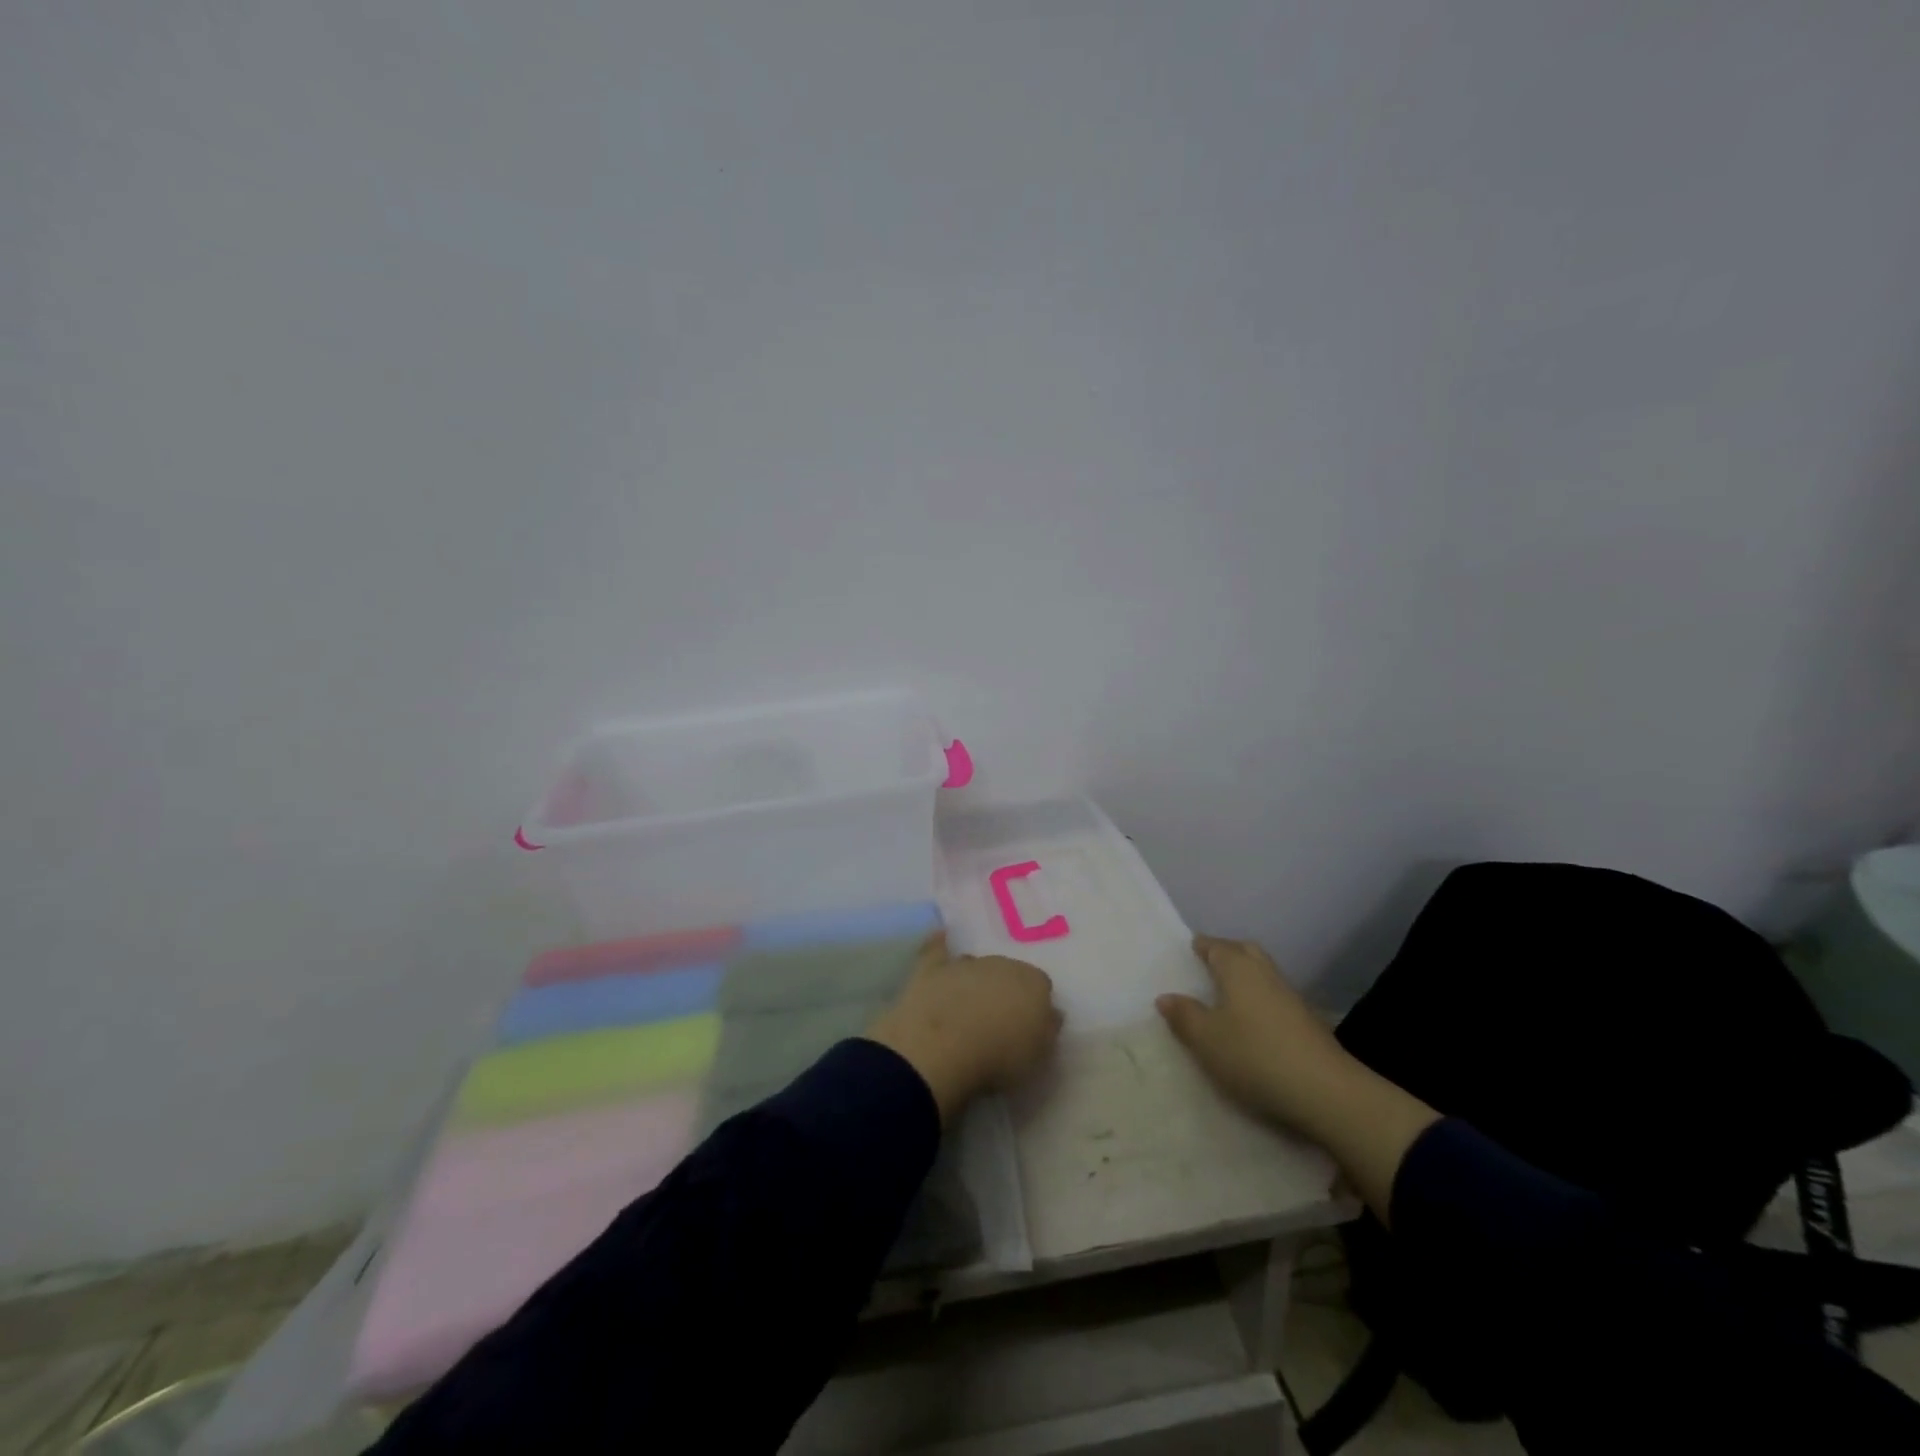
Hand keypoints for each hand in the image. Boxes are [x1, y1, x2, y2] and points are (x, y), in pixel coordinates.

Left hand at [867, 932, 1062, 1122]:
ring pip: (976, 965)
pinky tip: (941, 937)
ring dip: (975, 980)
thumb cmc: (998, 1058)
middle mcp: (1002, 964)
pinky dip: (939, 944)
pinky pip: (937, 948)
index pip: (1041, 986)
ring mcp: (965, 964)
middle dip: (1004, 990)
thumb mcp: (1038, 1056)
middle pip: (1008, 972)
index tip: (1027, 1026)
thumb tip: (1051, 1013)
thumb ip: (1048, 1029)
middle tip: (997, 1019)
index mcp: (1033, 983)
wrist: (942, 1049)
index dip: (1034, 1006)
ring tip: (968, 1005)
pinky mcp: (932, 968)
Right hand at [1158, 933, 1439, 1223]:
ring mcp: (1291, 997)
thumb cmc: (1254, 1055)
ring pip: (1262, 974)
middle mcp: (1265, 973)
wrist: (1326, 1092)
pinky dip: (1260, 1000)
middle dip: (1225, 953)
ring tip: (1224, 996)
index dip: (1200, 946)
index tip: (1187, 951)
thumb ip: (1184, 1016)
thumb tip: (1166, 997)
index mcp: (1238, 968)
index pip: (1215, 945)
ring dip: (1244, 978)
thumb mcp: (1206, 1039)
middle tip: (1206, 966)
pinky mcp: (1307, 1022)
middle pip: (1244, 951)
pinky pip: (1274, 997)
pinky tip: (1252, 1023)